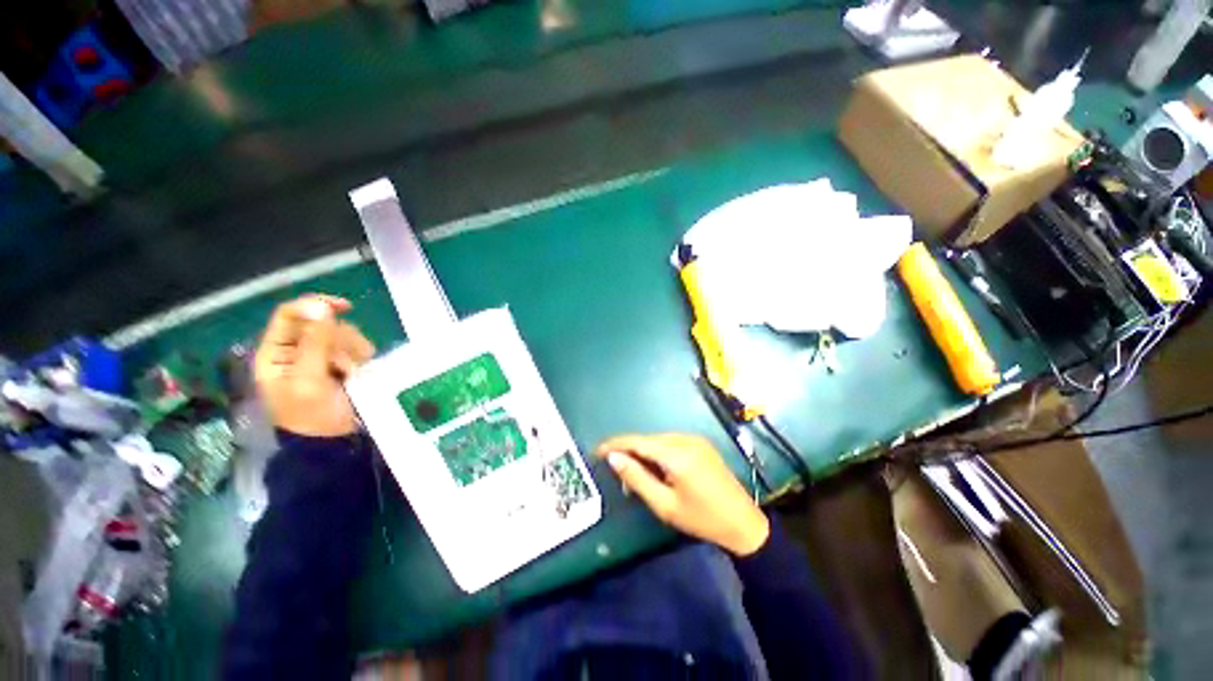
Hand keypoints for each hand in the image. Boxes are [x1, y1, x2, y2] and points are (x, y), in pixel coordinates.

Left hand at [254, 295, 375, 436]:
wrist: (335, 441)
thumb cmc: (313, 415)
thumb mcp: (309, 379)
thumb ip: (315, 343)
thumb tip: (323, 307)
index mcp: (276, 352)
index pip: (290, 314)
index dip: (314, 305)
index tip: (344, 307)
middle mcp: (298, 350)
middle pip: (323, 323)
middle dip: (339, 340)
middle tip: (344, 364)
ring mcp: (322, 357)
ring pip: (344, 334)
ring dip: (353, 350)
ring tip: (352, 373)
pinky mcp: (343, 364)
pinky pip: (357, 346)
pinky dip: (362, 357)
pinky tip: (359, 372)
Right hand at [595, 433, 769, 556]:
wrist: (743, 523)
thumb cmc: (701, 519)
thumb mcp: (664, 505)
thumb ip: (637, 478)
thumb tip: (613, 458)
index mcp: (676, 454)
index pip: (637, 441)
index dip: (615, 444)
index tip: (596, 451)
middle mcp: (685, 439)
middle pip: (647, 439)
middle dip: (629, 451)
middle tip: (616, 472)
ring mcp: (695, 439)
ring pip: (658, 440)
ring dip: (643, 452)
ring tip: (635, 474)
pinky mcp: (700, 443)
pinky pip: (671, 442)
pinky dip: (658, 452)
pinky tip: (656, 468)